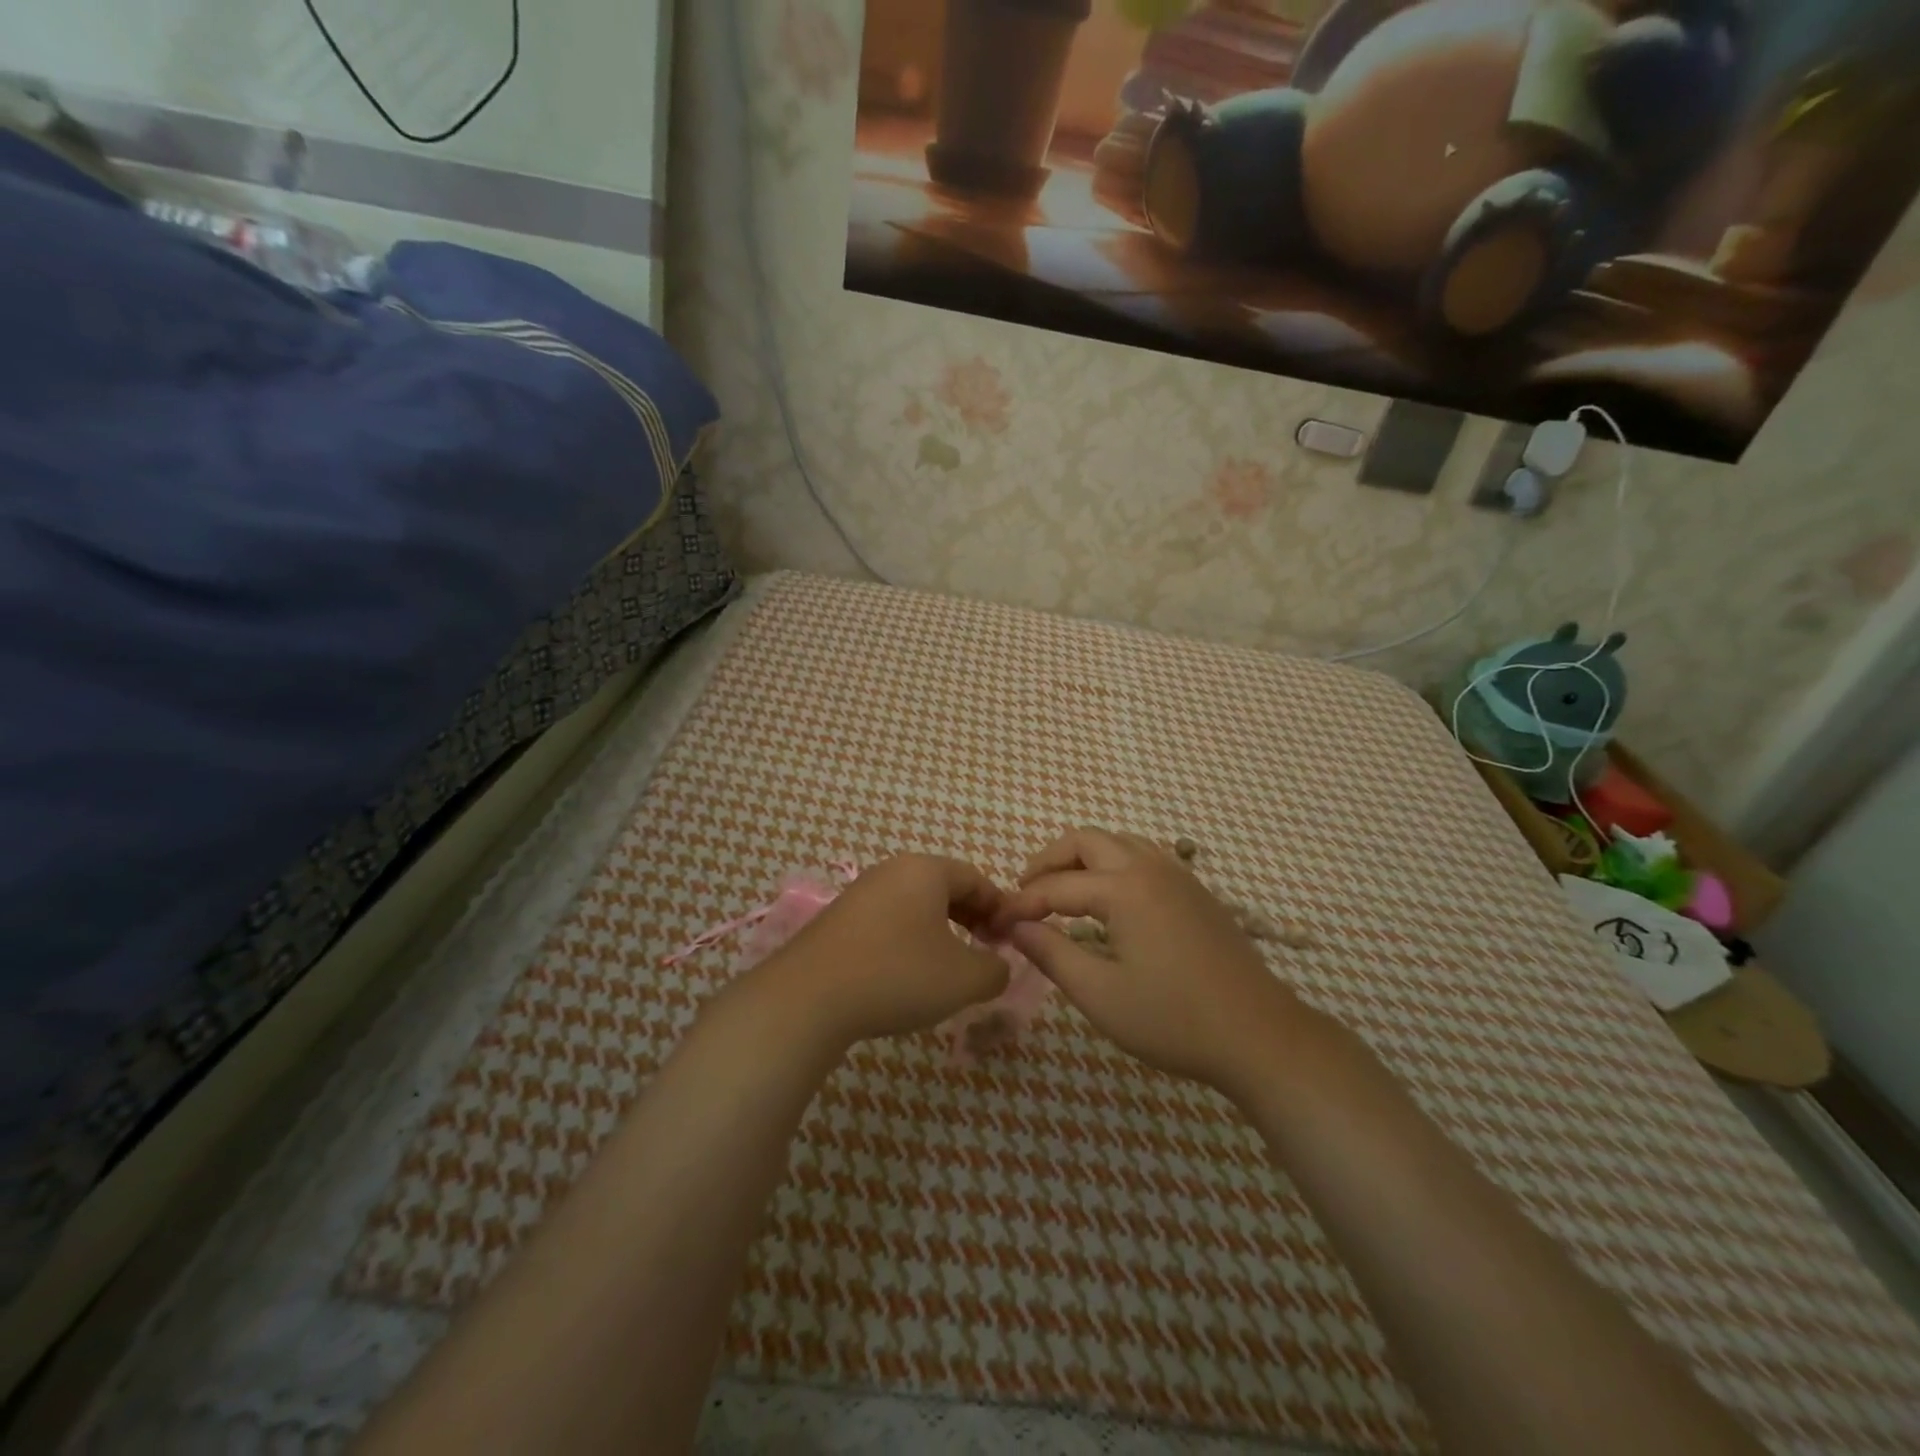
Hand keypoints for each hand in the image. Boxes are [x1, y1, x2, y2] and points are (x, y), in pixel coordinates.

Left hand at [760, 854, 1011, 1048]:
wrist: (808, 997)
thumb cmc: (898, 975)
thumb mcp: (964, 979)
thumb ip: (995, 969)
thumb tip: (998, 966)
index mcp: (925, 870)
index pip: (976, 878)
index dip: (1000, 908)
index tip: (1011, 939)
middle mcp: (891, 871)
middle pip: (944, 887)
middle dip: (971, 918)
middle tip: (985, 950)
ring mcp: (860, 893)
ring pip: (914, 905)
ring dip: (939, 931)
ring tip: (948, 966)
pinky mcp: (837, 920)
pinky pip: (887, 921)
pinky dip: (907, 940)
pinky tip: (906, 974)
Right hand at [993, 828, 1309, 1097]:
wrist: (1259, 1035)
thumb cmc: (1173, 1019)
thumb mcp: (1099, 994)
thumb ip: (1051, 953)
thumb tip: (1015, 927)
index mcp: (1124, 888)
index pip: (1055, 886)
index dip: (1020, 904)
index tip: (995, 924)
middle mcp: (1150, 867)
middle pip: (1086, 841)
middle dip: (1048, 862)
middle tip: (1025, 894)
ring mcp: (1178, 875)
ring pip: (1118, 843)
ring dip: (1082, 859)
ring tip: (1061, 894)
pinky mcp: (1196, 891)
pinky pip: (1143, 857)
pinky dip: (1113, 866)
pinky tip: (1108, 902)